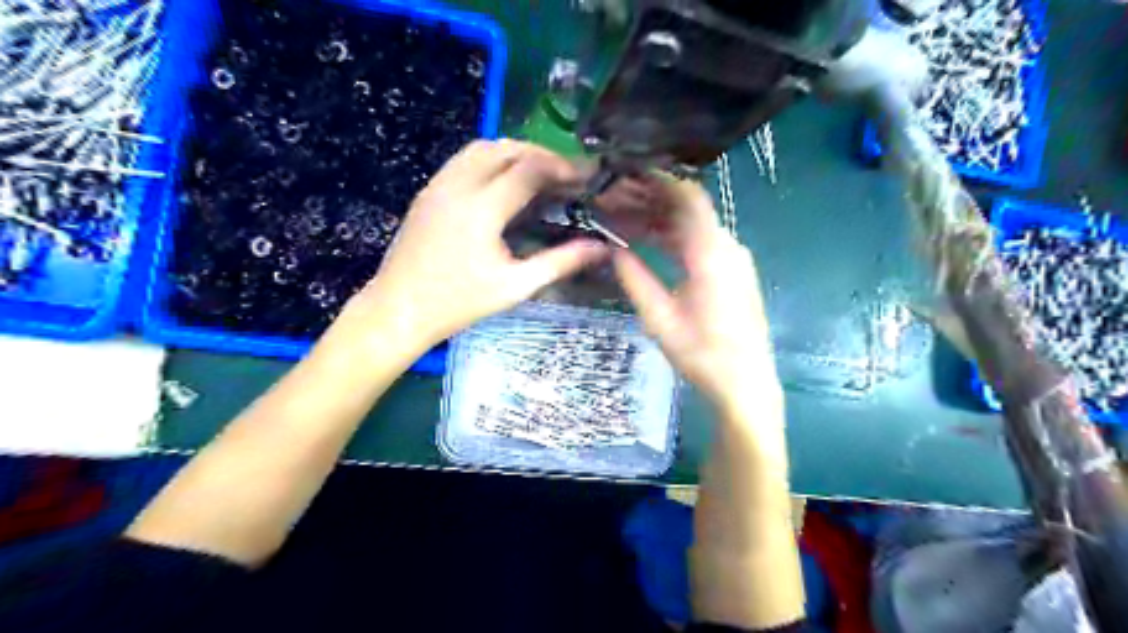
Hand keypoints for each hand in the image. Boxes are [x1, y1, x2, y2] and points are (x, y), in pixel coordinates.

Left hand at [346, 139, 603, 350]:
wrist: (399, 308)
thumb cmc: (459, 303)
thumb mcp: (515, 286)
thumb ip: (561, 262)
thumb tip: (601, 248)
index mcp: (483, 207)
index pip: (530, 168)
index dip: (562, 168)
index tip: (585, 178)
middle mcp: (459, 184)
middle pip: (507, 148)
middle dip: (542, 155)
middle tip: (565, 176)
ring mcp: (439, 184)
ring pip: (483, 147)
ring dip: (516, 153)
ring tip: (538, 175)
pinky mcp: (428, 190)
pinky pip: (464, 159)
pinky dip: (491, 159)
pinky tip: (503, 183)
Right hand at [613, 179, 782, 411]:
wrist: (745, 383)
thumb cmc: (701, 354)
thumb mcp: (659, 318)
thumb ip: (634, 278)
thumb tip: (612, 248)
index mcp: (711, 254)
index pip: (687, 199)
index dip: (658, 181)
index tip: (627, 174)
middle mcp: (727, 247)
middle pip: (690, 209)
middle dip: (652, 200)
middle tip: (616, 199)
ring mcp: (734, 259)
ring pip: (694, 226)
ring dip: (661, 219)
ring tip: (624, 218)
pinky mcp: (733, 272)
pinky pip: (701, 243)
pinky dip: (675, 237)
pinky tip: (649, 241)